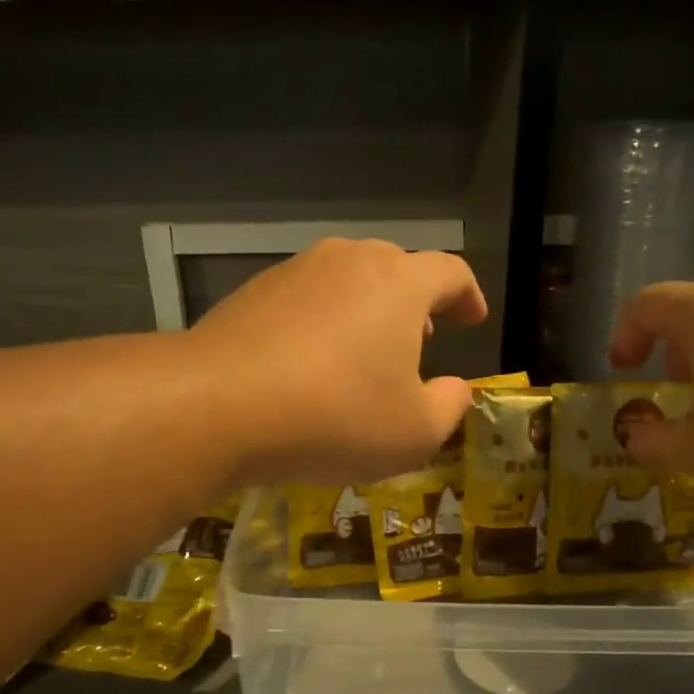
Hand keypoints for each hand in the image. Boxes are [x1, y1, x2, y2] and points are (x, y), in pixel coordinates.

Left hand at [190, 238, 487, 485]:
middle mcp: (350, 260)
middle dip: (416, 304)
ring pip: (348, 281)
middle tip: (421, 341)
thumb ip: (450, 406)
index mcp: (400, 283)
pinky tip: (311, 364)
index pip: (450, 272)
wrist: (220, 406)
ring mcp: (296, 271)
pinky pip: (306, 299)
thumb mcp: (414, 432)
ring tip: (365, 354)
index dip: (468, 295)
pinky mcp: (254, 291)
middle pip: (397, 269)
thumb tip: (456, 389)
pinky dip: (323, 322)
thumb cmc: (335, 417)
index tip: (473, 319)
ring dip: (368, 312)